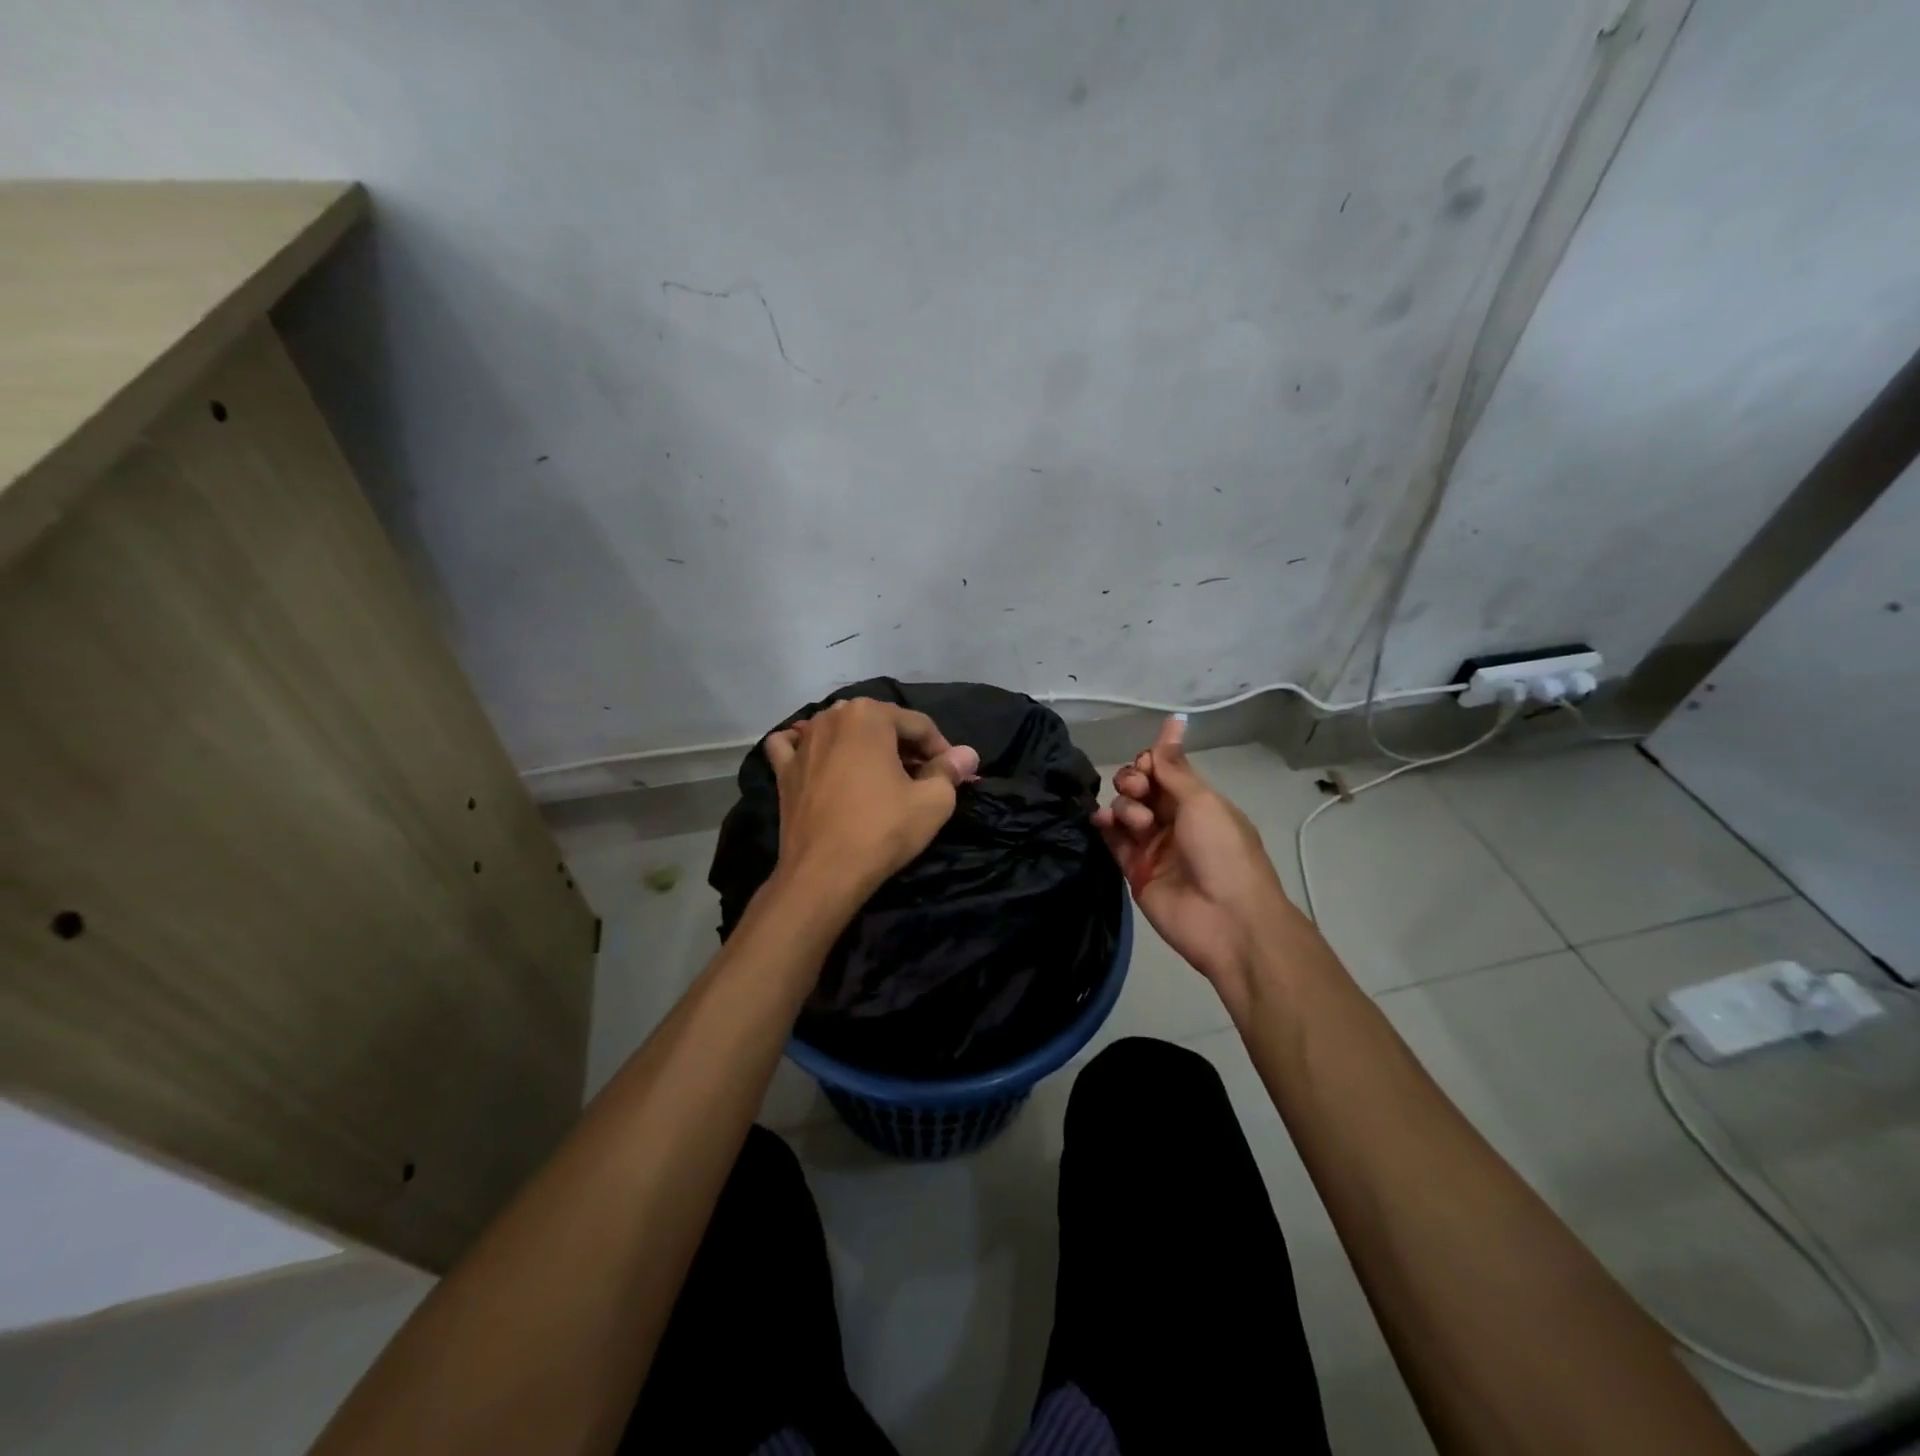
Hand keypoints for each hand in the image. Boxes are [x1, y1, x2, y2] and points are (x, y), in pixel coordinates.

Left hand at [763, 699, 980, 904]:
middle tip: (923, 778)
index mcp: (869, 715)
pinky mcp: (783, 769)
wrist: (824, 873)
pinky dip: (806, 747)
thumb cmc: (882, 830)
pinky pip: (794, 746)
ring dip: (863, 745)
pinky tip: (818, 759)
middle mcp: (832, 717)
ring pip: (840, 730)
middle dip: (904, 747)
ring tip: (881, 775)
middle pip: (880, 724)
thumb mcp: (933, 801)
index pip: (919, 725)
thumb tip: (967, 755)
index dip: (942, 749)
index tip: (953, 775)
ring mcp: (802, 742)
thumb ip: (950, 771)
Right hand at [1093, 716, 1294, 1006]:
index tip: (1147, 765)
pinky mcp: (1133, 869)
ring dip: (1124, 805)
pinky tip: (1101, 820)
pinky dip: (1104, 825)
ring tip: (1137, 823)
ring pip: (1124, 810)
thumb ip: (1174, 767)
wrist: (1226, 920)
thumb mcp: (1203, 802)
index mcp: (1198, 801)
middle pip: (1140, 787)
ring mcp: (1152, 845)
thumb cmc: (1223, 852)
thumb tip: (1173, 721)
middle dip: (1133, 781)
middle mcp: (1173, 819)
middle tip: (1140, 792)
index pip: (1164, 769)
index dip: (1150, 761)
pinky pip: (1111, 840)